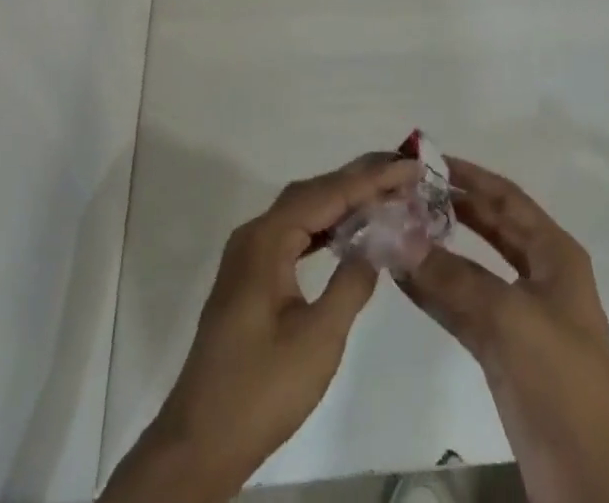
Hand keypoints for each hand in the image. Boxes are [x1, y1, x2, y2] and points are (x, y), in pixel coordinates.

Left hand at [101, 154, 420, 502]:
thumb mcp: (318, 340)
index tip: (408, 166)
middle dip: (358, 180)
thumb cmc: (261, 389)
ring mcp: (250, 254)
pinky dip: (324, 226)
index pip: (326, 194)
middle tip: (402, 172)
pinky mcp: (251, 276)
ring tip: (384, 194)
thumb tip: (375, 245)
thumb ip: (350, 284)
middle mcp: (255, 234)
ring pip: (302, 211)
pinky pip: (294, 234)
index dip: (370, 178)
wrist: (201, 441)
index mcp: (267, 240)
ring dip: (342, 201)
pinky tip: (347, 233)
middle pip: (312, 193)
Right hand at [399, 157, 608, 502]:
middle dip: (451, 208)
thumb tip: (399, 239)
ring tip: (395, 227)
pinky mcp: (503, 352)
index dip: (470, 176)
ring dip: (437, 250)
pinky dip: (435, 291)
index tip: (428, 161)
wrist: (592, 480)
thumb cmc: (562, 380)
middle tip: (405, 192)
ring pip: (472, 268)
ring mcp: (520, 315)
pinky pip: (463, 308)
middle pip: (489, 227)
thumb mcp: (508, 317)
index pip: (506, 198)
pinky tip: (404, 278)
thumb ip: (452, 276)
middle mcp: (538, 275)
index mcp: (554, 254)